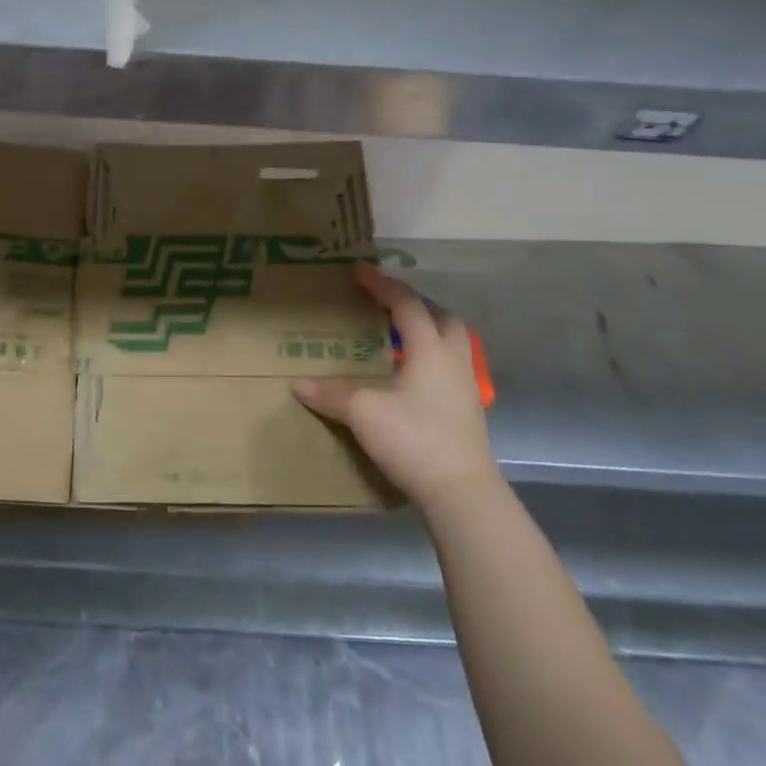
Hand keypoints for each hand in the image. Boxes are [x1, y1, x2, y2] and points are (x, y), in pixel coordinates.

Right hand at [294, 264, 498, 508]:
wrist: (461, 493)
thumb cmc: (414, 439)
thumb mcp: (363, 412)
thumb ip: (330, 393)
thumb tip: (298, 384)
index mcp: (430, 349)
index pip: (406, 304)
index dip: (381, 285)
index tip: (358, 271)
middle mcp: (453, 361)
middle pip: (441, 319)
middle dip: (415, 306)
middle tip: (385, 305)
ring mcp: (465, 388)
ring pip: (451, 344)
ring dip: (426, 332)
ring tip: (396, 338)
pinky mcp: (466, 412)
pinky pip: (448, 368)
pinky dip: (428, 360)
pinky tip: (407, 377)